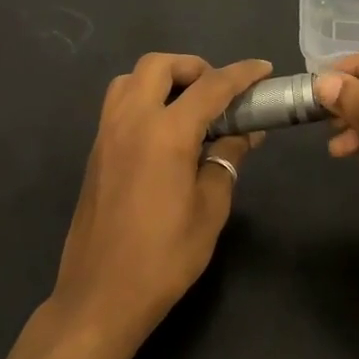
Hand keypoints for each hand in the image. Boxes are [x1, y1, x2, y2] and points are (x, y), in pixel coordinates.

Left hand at [50, 54, 271, 352]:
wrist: (102, 294)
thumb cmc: (165, 256)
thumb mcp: (210, 208)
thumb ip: (226, 161)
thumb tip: (244, 135)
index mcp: (166, 132)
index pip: (210, 86)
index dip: (241, 74)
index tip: (263, 69)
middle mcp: (131, 121)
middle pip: (158, 65)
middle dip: (193, 67)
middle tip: (219, 94)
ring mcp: (106, 134)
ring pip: (130, 79)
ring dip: (162, 80)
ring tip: (189, 108)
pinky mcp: (95, 152)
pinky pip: (118, 105)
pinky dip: (144, 100)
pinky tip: (165, 133)